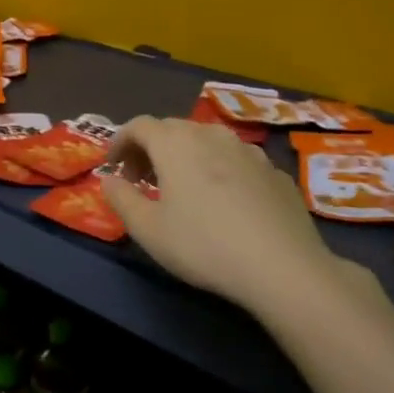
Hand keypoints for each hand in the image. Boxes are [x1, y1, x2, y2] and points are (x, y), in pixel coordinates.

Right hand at [101, 117, 350, 323]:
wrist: (283, 267)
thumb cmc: (203, 245)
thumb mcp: (148, 229)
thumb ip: (121, 199)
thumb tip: (109, 180)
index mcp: (175, 143)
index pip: (138, 126)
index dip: (120, 141)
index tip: (113, 167)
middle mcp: (210, 135)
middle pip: (172, 129)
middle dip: (150, 148)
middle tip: (141, 179)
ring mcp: (248, 150)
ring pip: (206, 141)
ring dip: (186, 156)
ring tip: (182, 188)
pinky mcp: (275, 171)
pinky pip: (236, 160)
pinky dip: (219, 170)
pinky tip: (224, 202)